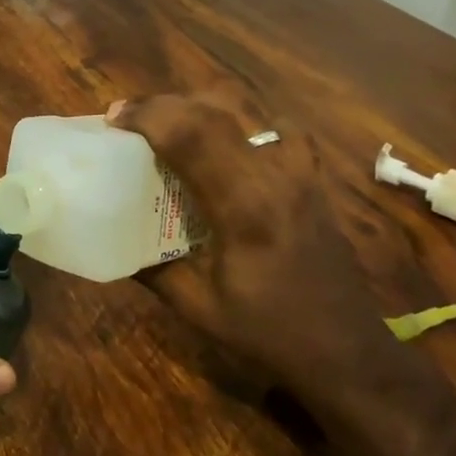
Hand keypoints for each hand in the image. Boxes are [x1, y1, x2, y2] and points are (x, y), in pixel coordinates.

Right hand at [108, 93, 395, 398]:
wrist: (345, 350)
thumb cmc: (267, 332)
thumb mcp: (196, 306)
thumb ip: (150, 267)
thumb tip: (110, 239)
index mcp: (243, 207)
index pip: (192, 136)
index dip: (148, 115)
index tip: (113, 118)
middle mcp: (275, 176)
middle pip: (215, 111)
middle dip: (164, 105)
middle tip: (130, 119)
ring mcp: (300, 172)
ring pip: (246, 111)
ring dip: (200, 108)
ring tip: (171, 126)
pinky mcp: (314, 178)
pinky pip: (279, 130)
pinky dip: (246, 124)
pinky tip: (230, 146)